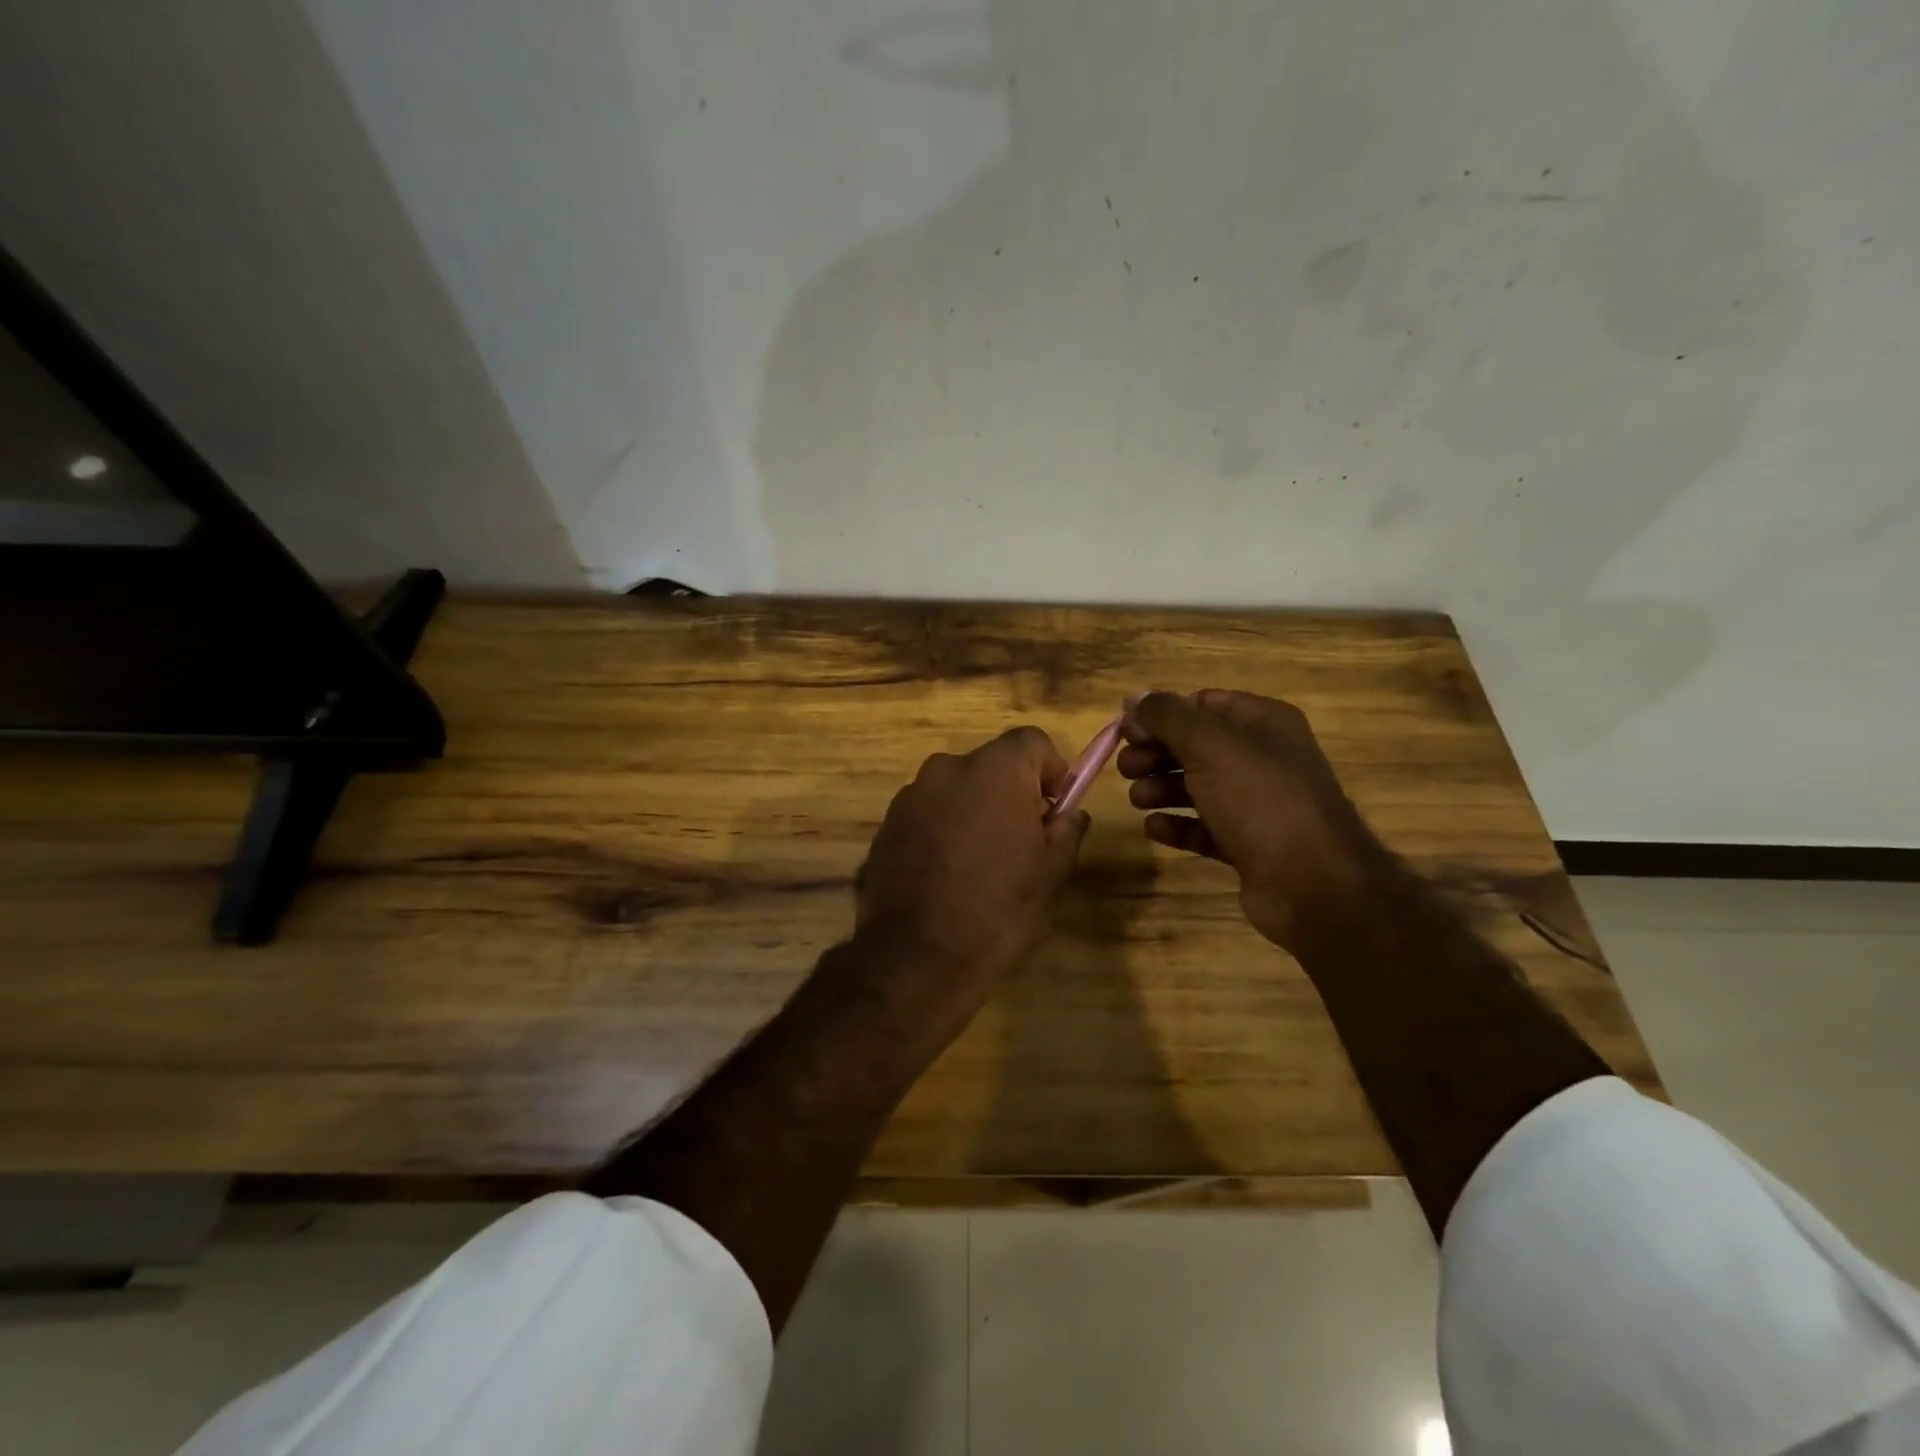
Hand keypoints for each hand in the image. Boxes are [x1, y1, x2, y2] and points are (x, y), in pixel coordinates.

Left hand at [855, 727, 1089, 1025]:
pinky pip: (927, 814)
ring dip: (973, 811)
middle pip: (991, 765)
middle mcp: (947, 768)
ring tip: (979, 864)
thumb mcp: (1051, 873)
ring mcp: (910, 795)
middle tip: (1020, 842)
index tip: (1053, 810)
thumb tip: (1070, 812)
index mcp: (994, 770)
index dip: (1050, 770)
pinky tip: (945, 875)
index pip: (1032, 741)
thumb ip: (1066, 829)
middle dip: (1010, 793)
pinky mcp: (886, 824)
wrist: (917, 957)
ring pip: (956, 790)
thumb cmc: (999, 910)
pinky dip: (941, 830)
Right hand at [1119, 690, 1386, 951]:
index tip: (1126, 732)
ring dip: (1161, 789)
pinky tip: (1154, 828)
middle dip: (1157, 753)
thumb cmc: (1261, 800)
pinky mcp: (1249, 844)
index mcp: (1264, 723)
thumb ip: (1167, 716)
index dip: (1162, 714)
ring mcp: (1258, 804)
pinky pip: (1205, 827)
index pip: (1204, 704)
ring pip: (1198, 786)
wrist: (1313, 884)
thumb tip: (1133, 697)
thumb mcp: (1210, 746)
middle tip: (1125, 769)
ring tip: (1136, 800)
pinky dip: (1178, 825)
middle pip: (1196, 746)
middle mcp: (1263, 758)